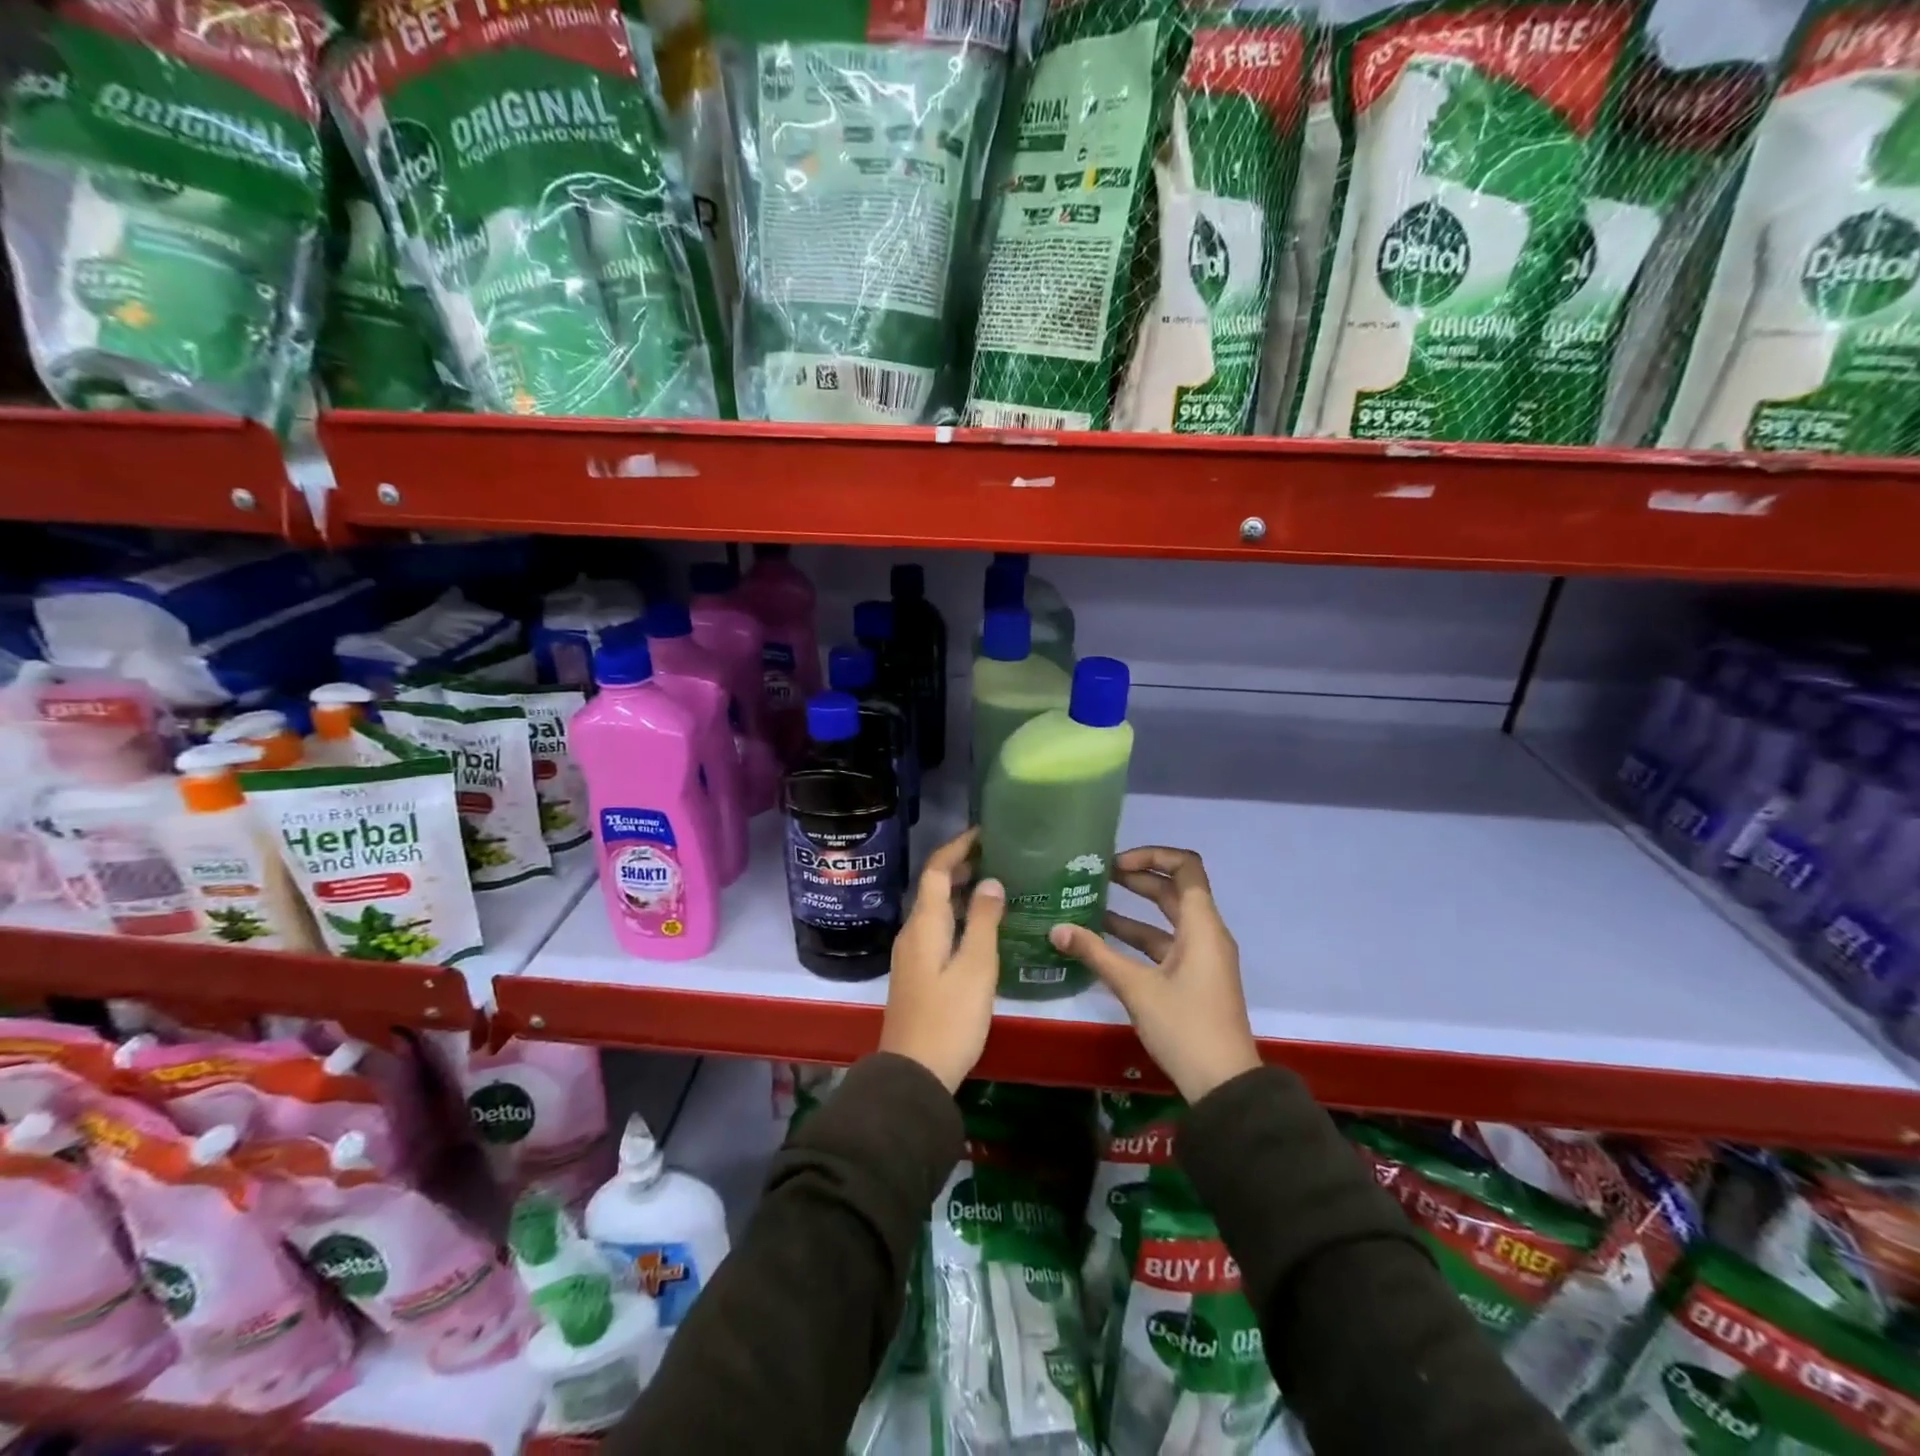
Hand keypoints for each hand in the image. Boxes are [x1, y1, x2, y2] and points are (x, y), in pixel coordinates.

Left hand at [879, 828, 1004, 1092]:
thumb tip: (991, 881)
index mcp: (925, 924)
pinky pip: (937, 930)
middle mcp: (913, 932)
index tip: (983, 832)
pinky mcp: (917, 974)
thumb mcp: (976, 967)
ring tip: (996, 886)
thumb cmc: (949, 1018)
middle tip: (997, 857)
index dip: (958, 847)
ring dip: (962, 893)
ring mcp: (912, 955)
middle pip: (934, 888)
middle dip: (962, 867)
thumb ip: (984, 921)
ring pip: (936, 910)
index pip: (937, 870)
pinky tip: (982, 929)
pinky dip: (959, 917)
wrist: (914, 1073)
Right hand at [1048, 846, 1259, 1103]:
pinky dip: (1138, 937)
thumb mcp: (1136, 988)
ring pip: (1167, 919)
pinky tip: (1105, 941)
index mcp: (1202, 926)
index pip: (1186, 867)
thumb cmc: (1185, 1027)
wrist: (1224, 1085)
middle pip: (1173, 890)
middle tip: (1098, 876)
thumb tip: (1056, 929)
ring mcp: (1201, 957)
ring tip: (1092, 903)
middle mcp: (1206, 934)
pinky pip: (1166, 944)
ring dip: (1134, 909)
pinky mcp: (1194, 978)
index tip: (1117, 864)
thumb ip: (1096, 954)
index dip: (1152, 855)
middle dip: (1137, 879)